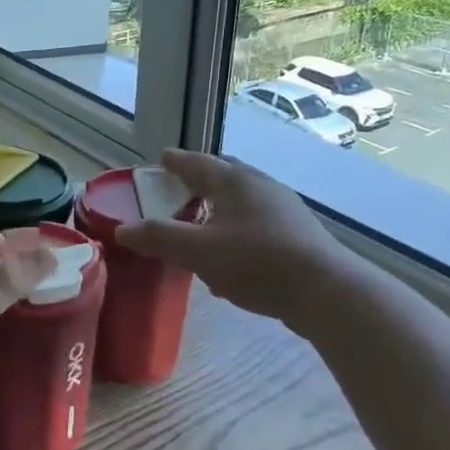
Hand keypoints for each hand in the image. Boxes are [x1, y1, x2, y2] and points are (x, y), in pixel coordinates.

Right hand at [116, 149, 342, 324]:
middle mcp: (260, 185)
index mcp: (233, 181)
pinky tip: (232, 256)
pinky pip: (257, 222)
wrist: (326, 291)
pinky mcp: (298, 233)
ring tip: (202, 223)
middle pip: (224, 175)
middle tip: (180, 188)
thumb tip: (123, 230)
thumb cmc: (256, 262)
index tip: (162, 158)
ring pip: (242, 199)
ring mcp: (284, 208)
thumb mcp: (198, 252)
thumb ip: (159, 238)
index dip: (176, 162)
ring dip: (219, 207)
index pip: (196, 163)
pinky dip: (237, 229)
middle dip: (200, 180)